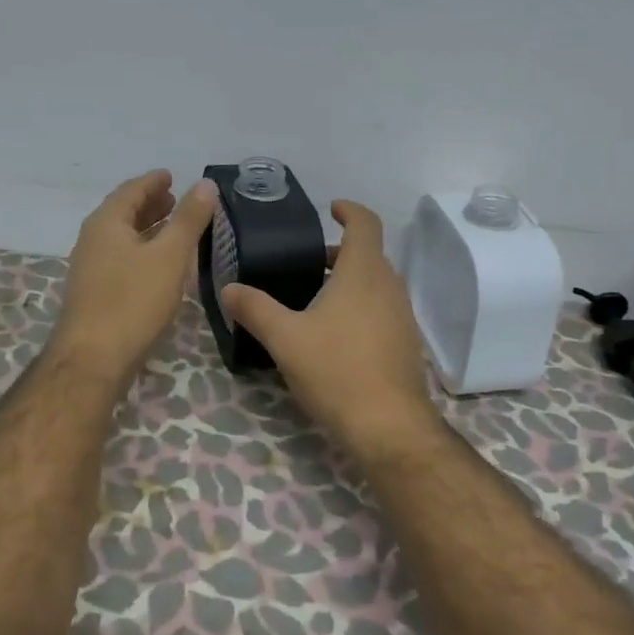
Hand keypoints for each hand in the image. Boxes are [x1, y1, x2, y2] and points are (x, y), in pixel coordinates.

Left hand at [51, 169, 218, 385]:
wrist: (93, 358)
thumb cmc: (133, 301)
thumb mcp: (169, 256)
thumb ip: (188, 219)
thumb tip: (205, 184)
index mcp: (106, 223)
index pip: (131, 190)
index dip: (153, 181)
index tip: (171, 175)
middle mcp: (92, 240)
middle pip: (123, 213)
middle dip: (149, 204)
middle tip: (175, 198)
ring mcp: (90, 268)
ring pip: (122, 238)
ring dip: (146, 228)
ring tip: (172, 228)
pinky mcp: (95, 293)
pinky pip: (121, 259)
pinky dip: (141, 251)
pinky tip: (158, 265)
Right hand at [220, 200, 442, 457]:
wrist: (389, 426)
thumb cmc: (336, 370)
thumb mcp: (285, 338)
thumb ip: (255, 309)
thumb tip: (228, 288)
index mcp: (363, 273)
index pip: (365, 224)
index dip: (349, 210)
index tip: (331, 208)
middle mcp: (389, 287)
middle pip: (369, 255)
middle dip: (339, 252)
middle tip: (306, 262)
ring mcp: (402, 316)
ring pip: (376, 284)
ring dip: (350, 281)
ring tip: (314, 299)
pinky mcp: (405, 344)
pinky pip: (382, 310)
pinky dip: (360, 307)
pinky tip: (334, 335)